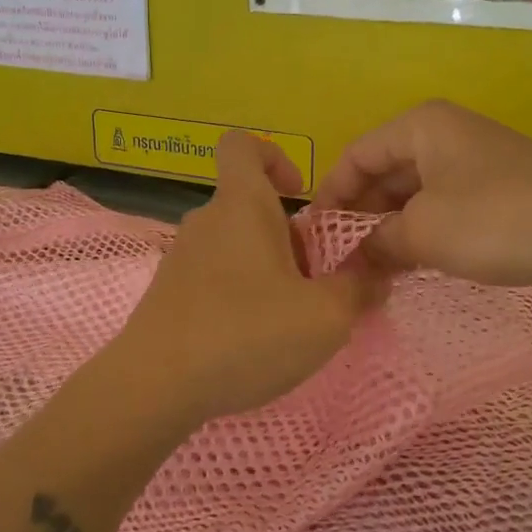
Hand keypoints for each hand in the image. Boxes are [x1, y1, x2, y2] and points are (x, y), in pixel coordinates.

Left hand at [107, 132, 388, 428]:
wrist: (155, 386)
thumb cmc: (246, 333)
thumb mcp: (325, 316)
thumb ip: (358, 289)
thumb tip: (376, 276)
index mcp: (241, 204)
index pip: (244, 146)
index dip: (274, 156)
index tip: (300, 194)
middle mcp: (207, 220)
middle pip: (251, 207)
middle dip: (289, 237)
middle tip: (314, 283)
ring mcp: (182, 257)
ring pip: (235, 245)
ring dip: (267, 270)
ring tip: (289, 318)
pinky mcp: (168, 293)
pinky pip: (214, 276)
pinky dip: (239, 294)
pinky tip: (252, 340)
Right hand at [313, 100, 531, 294]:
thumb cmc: (497, 220)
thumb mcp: (424, 232)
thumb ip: (377, 242)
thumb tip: (350, 259)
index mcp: (421, 127)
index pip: (355, 155)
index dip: (331, 197)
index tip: (314, 241)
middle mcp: (445, 134)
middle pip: (384, 174)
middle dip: (361, 218)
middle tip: (340, 264)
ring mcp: (474, 162)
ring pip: (414, 195)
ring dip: (391, 231)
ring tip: (370, 273)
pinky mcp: (498, 190)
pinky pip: (444, 208)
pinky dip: (423, 235)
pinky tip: (411, 267)